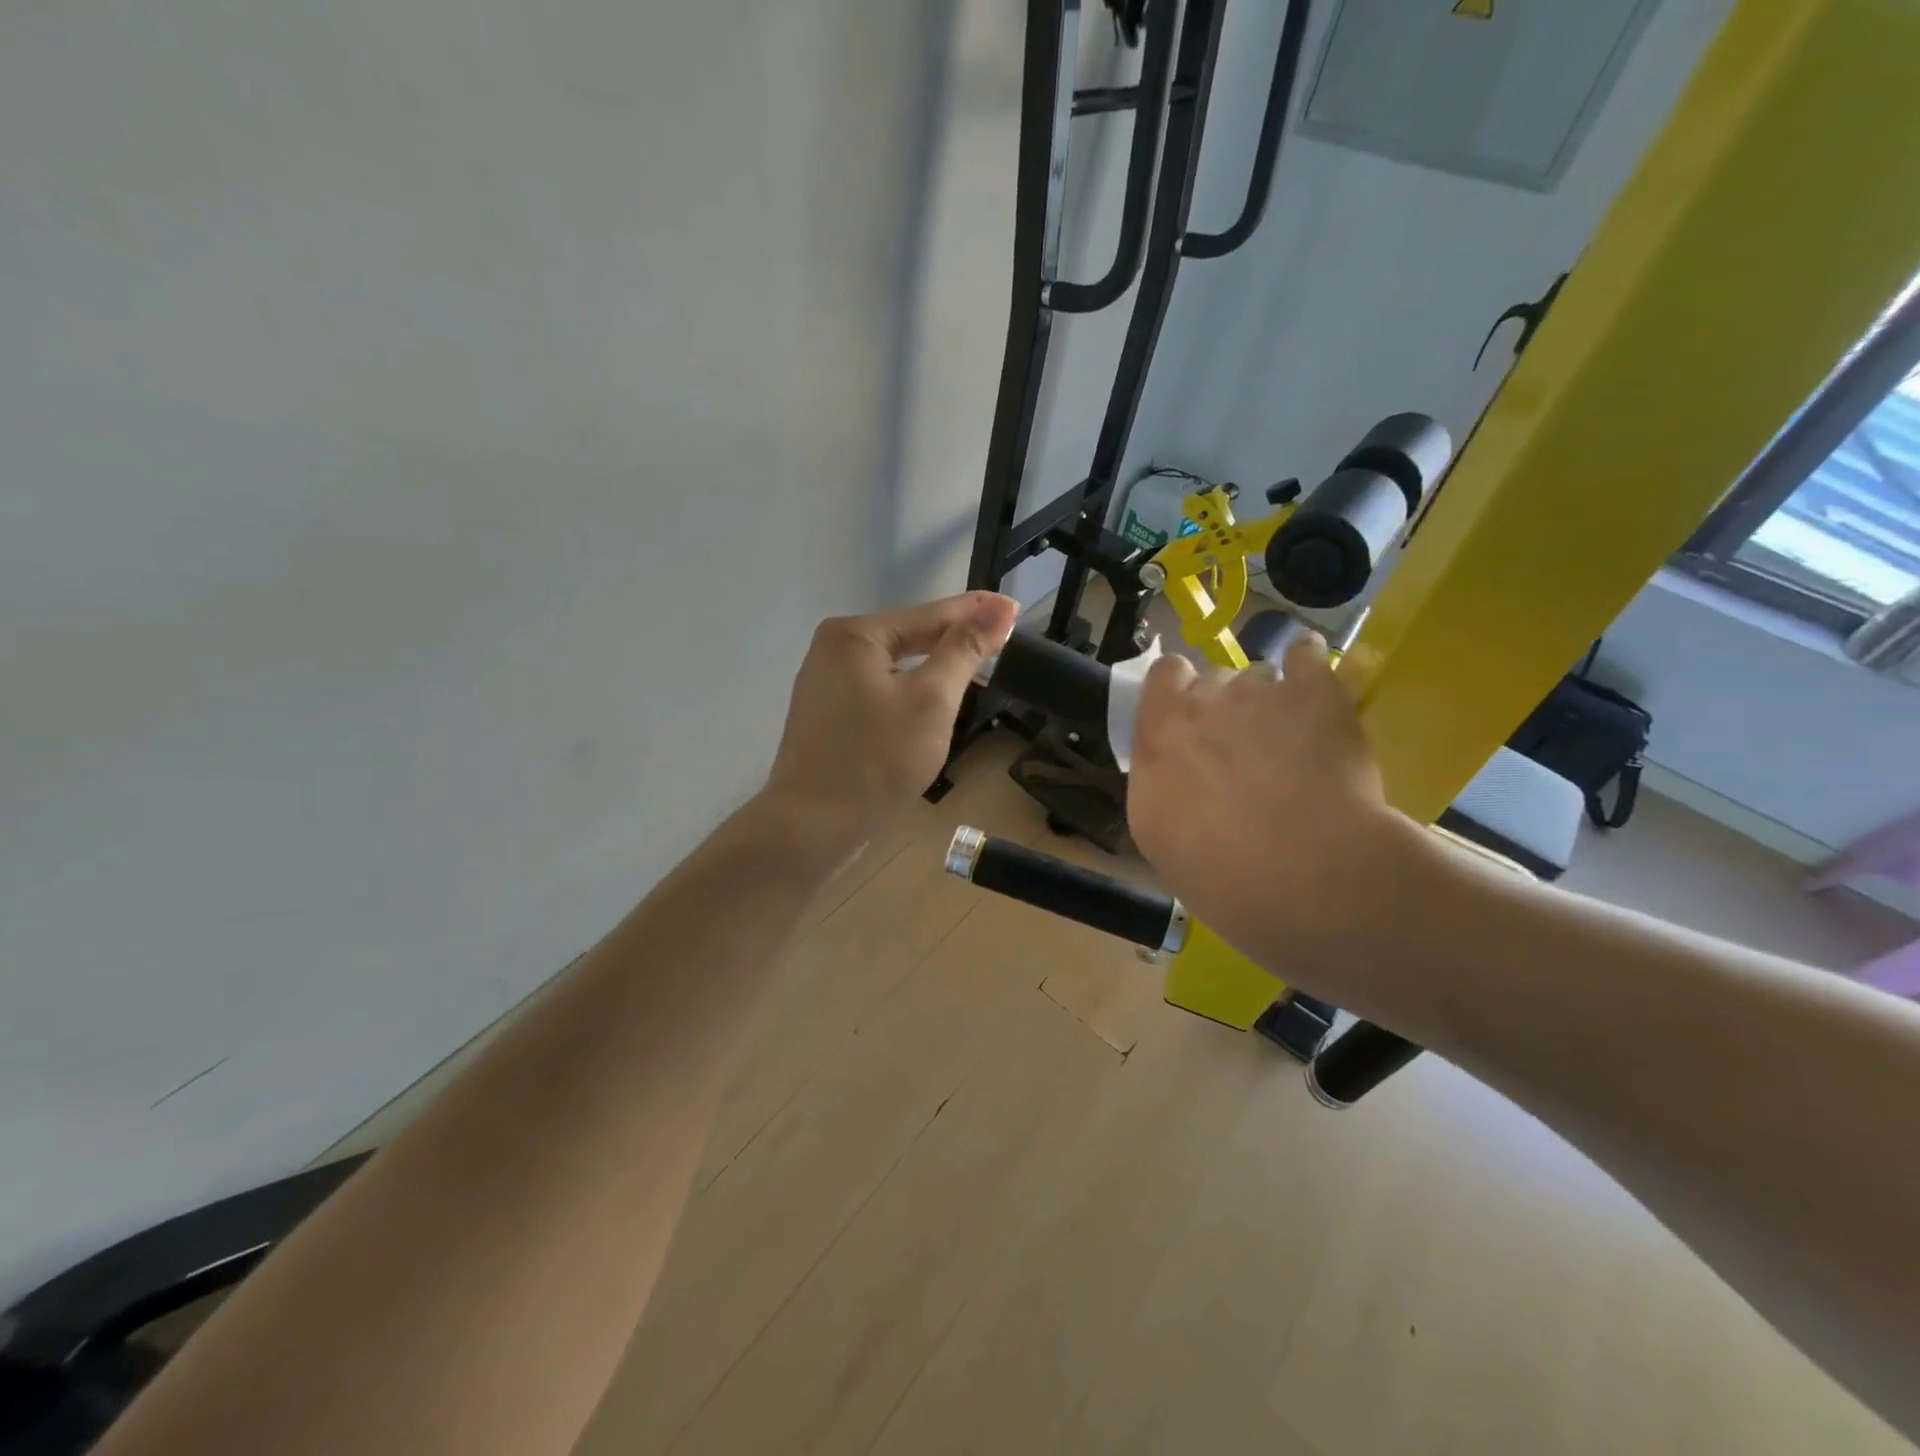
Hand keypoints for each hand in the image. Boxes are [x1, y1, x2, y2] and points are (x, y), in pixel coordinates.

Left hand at [760, 592, 1019, 859]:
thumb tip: (999, 608)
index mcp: (855, 635)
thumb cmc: (877, 761)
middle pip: (909, 636)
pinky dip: (909, 691)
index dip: (978, 612)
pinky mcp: (827, 715)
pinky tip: (932, 701)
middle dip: (954, 639)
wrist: (811, 828)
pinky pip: (879, 690)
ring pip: (895, 666)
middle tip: (1002, 639)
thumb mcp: (931, 701)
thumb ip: (964, 650)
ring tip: (976, 666)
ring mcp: (825, 683)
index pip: (931, 614)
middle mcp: (833, 649)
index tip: (1016, 606)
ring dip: (934, 667)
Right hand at [1127, 633, 1412, 977]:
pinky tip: (1316, 688)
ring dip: (1269, 700)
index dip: (1176, 692)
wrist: (1307, 877)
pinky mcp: (1316, 691)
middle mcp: (1203, 702)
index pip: (1162, 677)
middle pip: (1212, 679)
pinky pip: (1307, 654)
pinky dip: (1309, 666)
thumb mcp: (1159, 837)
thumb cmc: (1221, 874)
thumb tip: (1175, 774)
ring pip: (1260, 676)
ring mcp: (1260, 691)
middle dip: (1224, 706)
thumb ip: (1161, 785)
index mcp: (1158, 736)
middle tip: (1244, 750)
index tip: (1188, 720)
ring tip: (1292, 742)